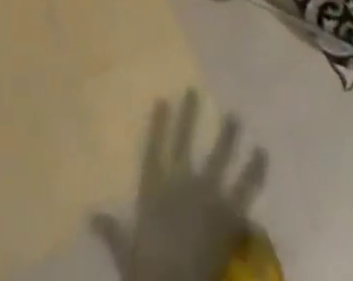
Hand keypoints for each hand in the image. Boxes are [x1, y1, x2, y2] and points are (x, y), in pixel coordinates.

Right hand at [92, 91, 268, 280]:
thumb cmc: (150, 270)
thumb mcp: (127, 252)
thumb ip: (112, 232)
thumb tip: (90, 217)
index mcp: (155, 190)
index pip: (155, 149)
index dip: (159, 125)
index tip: (163, 99)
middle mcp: (181, 182)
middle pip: (186, 141)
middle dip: (190, 116)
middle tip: (194, 91)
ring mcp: (207, 194)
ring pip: (219, 156)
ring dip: (227, 135)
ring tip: (234, 116)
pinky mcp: (229, 211)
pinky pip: (245, 186)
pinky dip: (254, 170)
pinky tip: (262, 152)